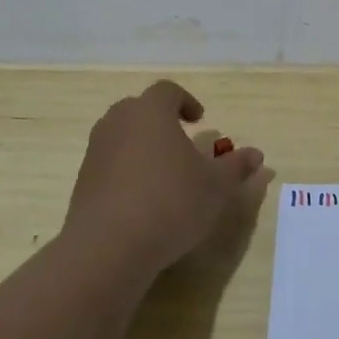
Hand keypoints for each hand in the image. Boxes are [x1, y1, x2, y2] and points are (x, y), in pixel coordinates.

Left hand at [61, 80, 265, 275]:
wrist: (109, 247)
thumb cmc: (171, 203)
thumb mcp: (216, 186)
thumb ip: (236, 166)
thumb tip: (256, 154)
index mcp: (151, 112)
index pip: (167, 91)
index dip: (186, 102)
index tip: (200, 121)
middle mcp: (118, 123)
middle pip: (140, 109)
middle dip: (161, 121)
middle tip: (182, 144)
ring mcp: (96, 151)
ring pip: (122, 136)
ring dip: (143, 146)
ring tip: (165, 174)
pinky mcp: (83, 181)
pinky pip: (109, 163)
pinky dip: (126, 171)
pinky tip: (144, 200)